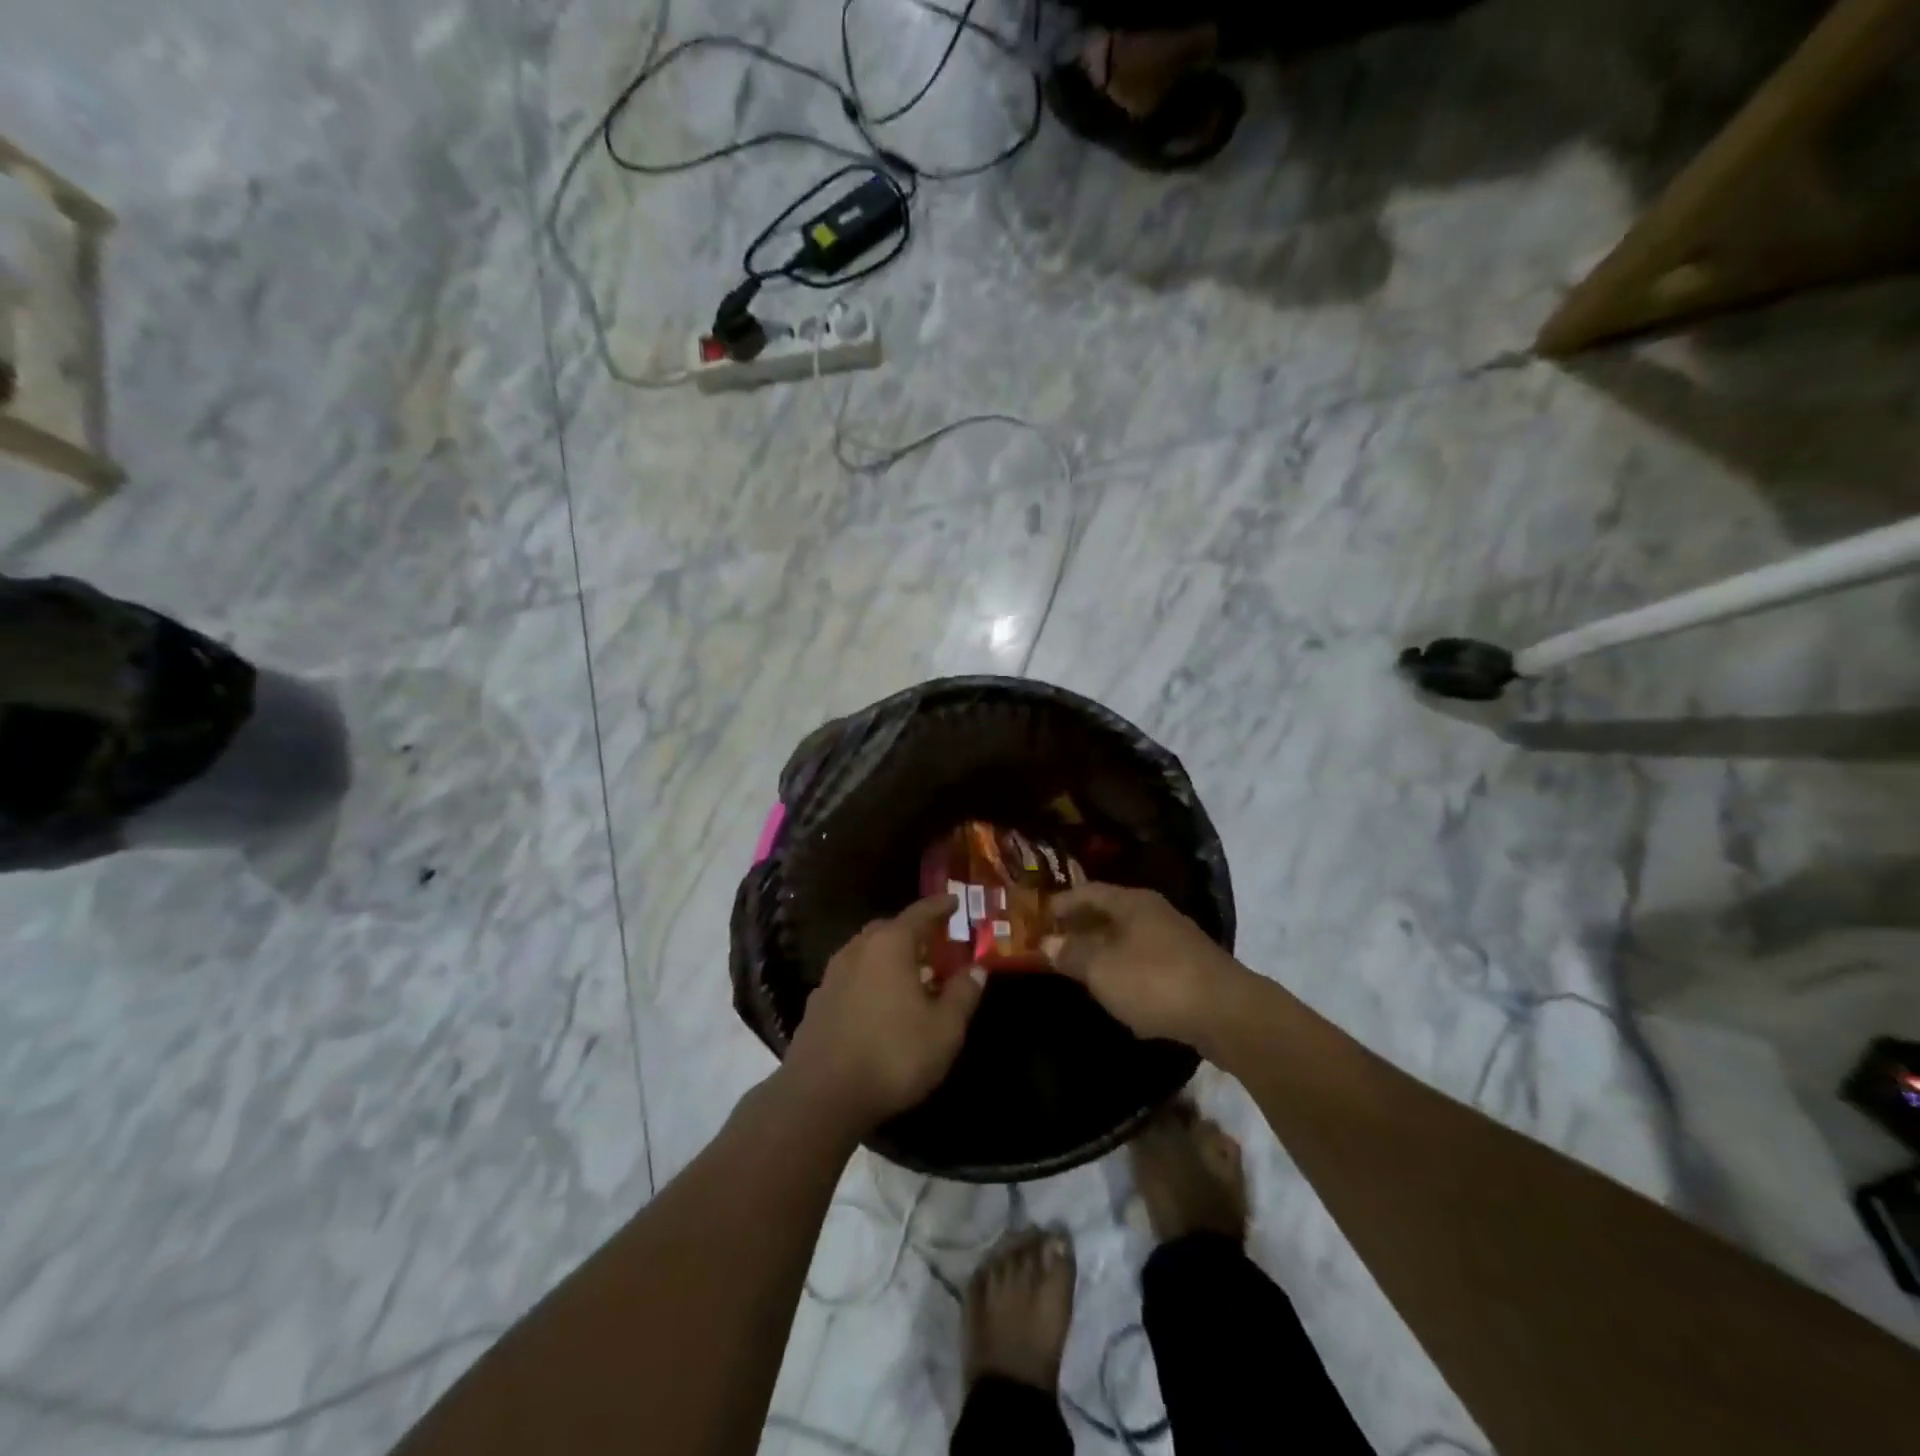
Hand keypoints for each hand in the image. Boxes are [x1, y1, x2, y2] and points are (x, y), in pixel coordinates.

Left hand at [782, 895, 985, 1134]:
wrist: (821, 1095)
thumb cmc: (893, 1055)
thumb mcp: (944, 1028)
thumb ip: (963, 994)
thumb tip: (977, 969)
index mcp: (890, 945)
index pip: (920, 913)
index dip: (940, 906)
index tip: (954, 901)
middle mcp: (858, 950)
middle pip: (888, 928)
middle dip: (912, 931)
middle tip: (934, 942)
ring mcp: (832, 975)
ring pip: (866, 952)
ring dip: (888, 956)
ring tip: (909, 974)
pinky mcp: (817, 1002)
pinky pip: (851, 976)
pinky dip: (870, 978)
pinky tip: (880, 1002)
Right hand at [1042, 883, 1248, 1046]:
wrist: (1227, 1014)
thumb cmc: (1155, 982)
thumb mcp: (1102, 969)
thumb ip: (1072, 954)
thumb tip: (1047, 943)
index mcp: (1132, 902)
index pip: (1088, 892)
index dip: (1061, 903)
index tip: (1038, 917)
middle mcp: (1154, 913)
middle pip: (1109, 914)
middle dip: (1081, 928)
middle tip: (1054, 944)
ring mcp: (1176, 940)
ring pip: (1129, 940)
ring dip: (1103, 951)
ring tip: (1079, 969)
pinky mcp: (1190, 969)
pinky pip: (1147, 964)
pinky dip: (1127, 973)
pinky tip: (1119, 996)